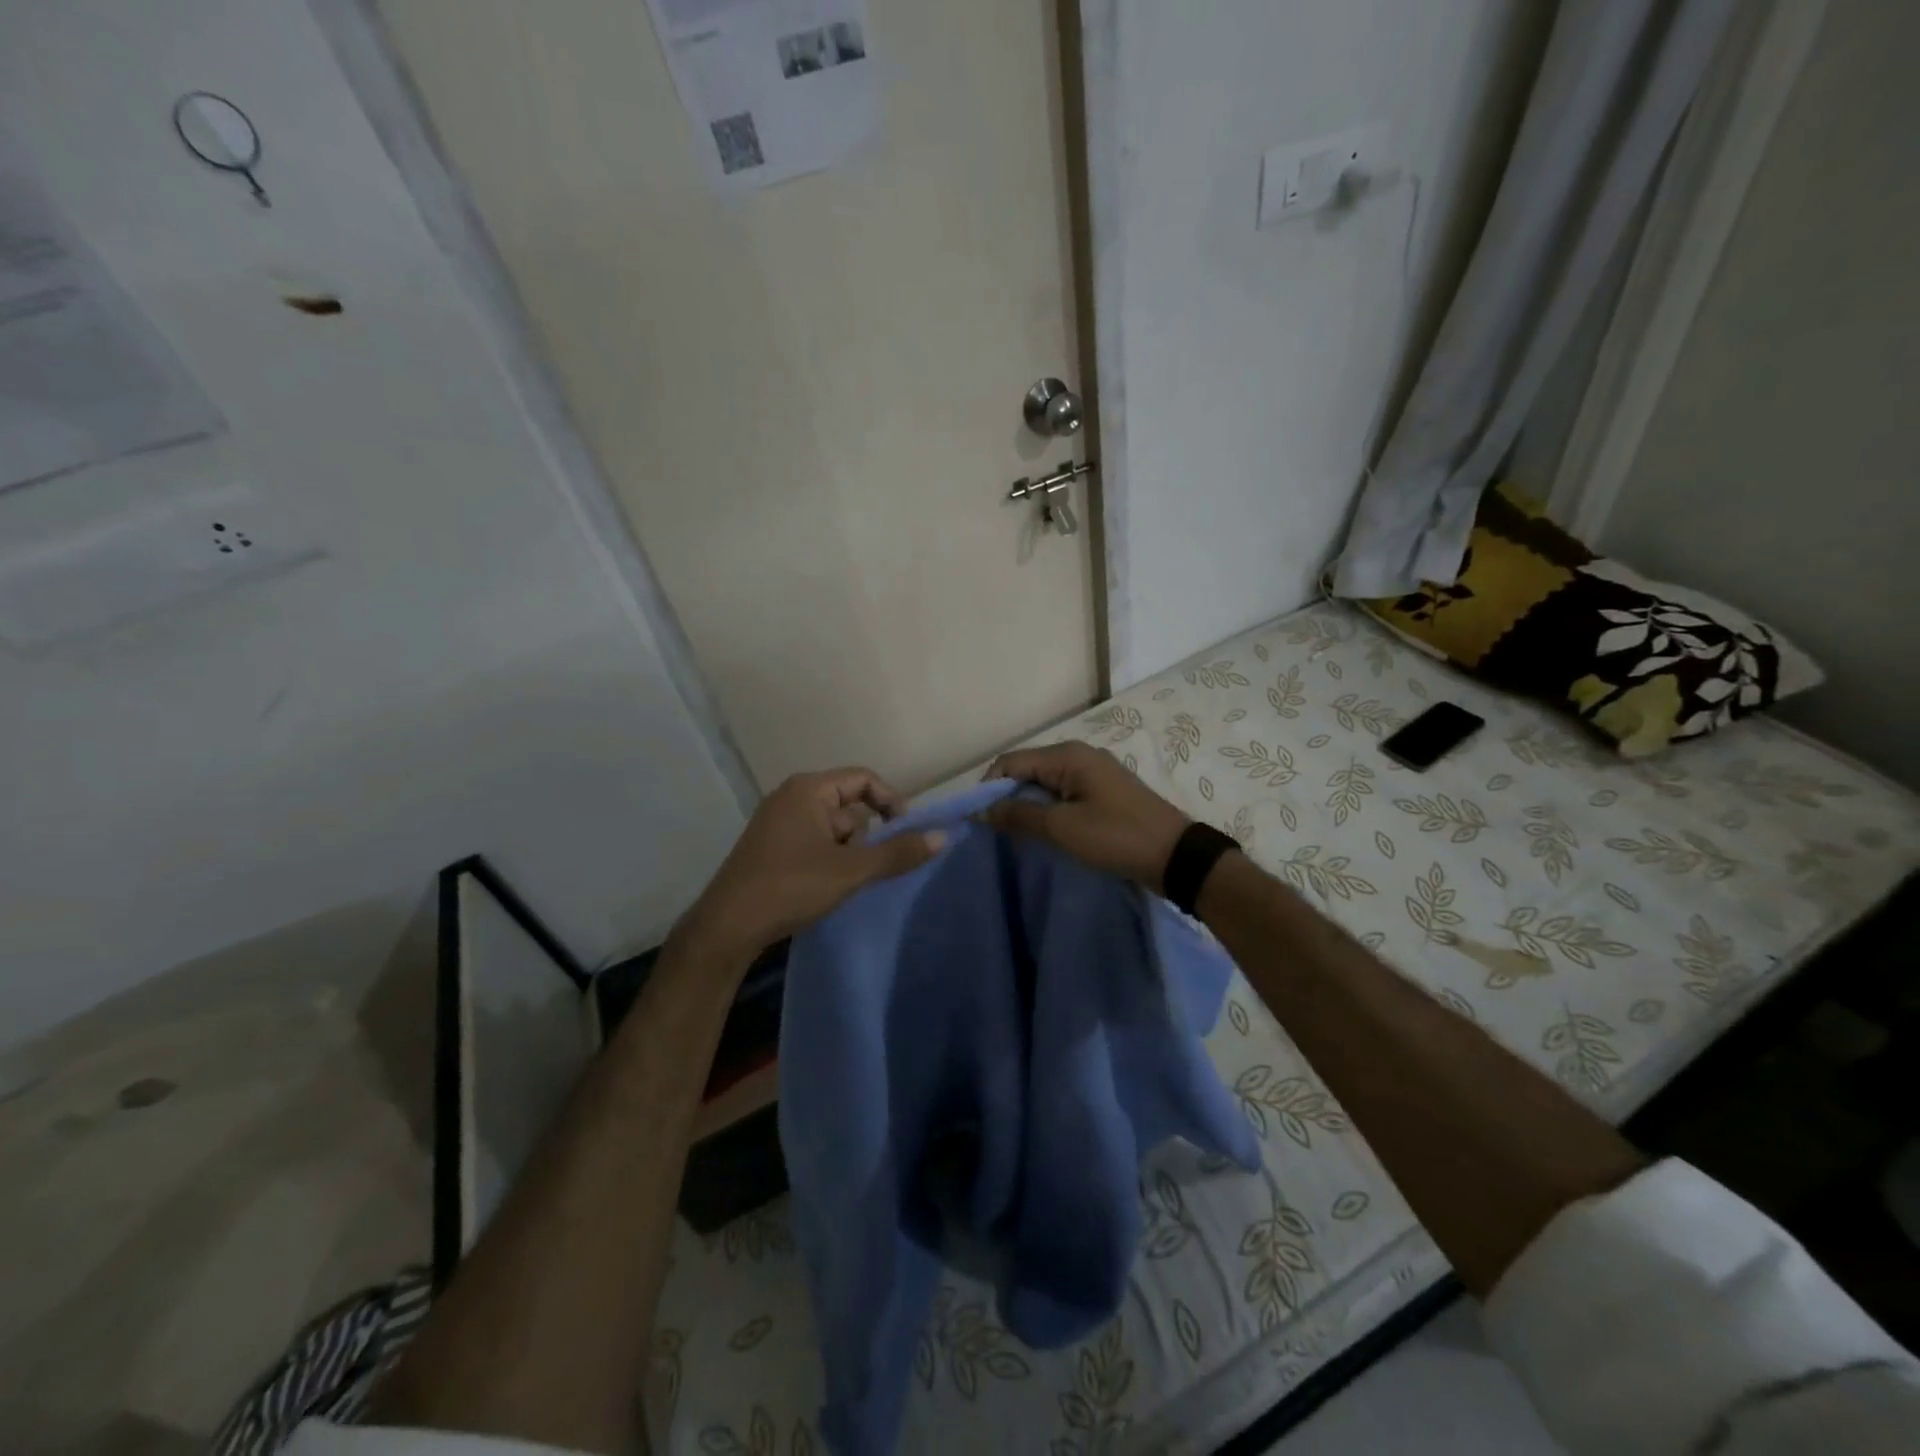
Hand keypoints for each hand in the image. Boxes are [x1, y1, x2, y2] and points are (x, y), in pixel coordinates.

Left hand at [676, 767, 944, 966]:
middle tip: (869, 868)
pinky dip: (830, 860)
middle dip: (866, 836)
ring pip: (833, 829)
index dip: (891, 801)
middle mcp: (791, 798)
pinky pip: (815, 843)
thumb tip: (942, 837)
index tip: (906, 832)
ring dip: (849, 852)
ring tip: (845, 883)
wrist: (727, 927)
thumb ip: (897, 853)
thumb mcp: (851, 870)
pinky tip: (828, 888)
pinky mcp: (772, 848)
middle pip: (849, 805)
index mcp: (808, 790)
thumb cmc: (790, 887)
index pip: (863, 779)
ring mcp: (778, 824)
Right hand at [983, 741, 1190, 889]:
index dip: (989, 787)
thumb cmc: (1116, 837)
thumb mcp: (1062, 828)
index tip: (979, 819)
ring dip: (1027, 806)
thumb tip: (983, 810)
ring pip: (1045, 783)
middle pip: (1027, 769)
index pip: (1011, 761)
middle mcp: (1079, 755)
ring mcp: (1094, 773)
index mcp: (1068, 756)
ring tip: (1016, 835)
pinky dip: (1048, 810)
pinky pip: (1063, 794)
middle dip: (1007, 797)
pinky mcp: (1103, 792)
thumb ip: (1019, 815)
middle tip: (995, 831)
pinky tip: (1044, 833)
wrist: (1175, 857)